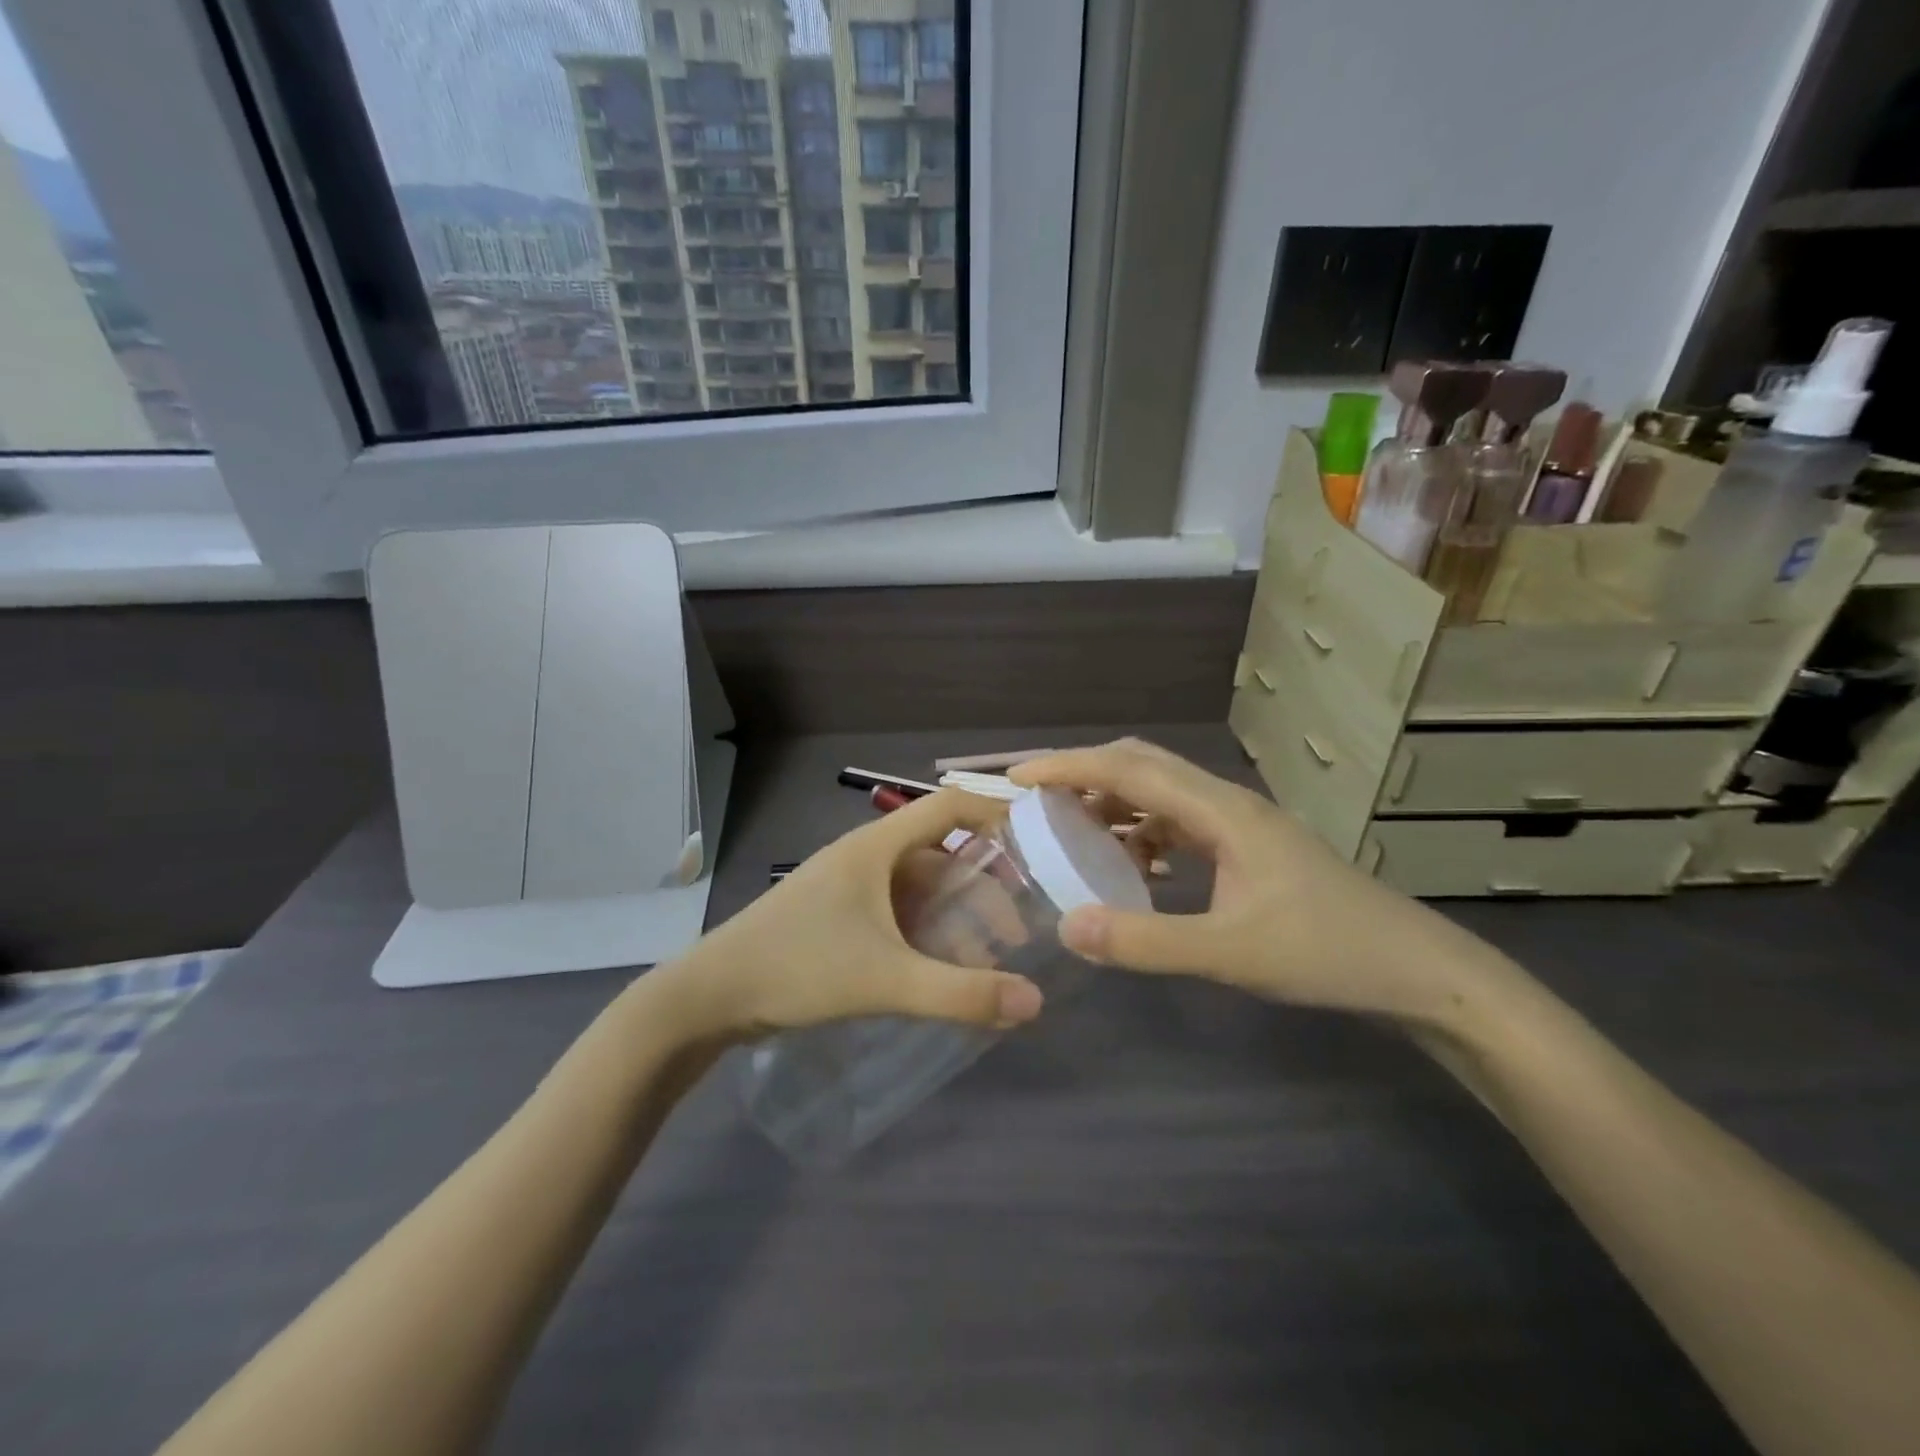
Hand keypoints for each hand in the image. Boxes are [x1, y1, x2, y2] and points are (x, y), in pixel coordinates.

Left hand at [661, 789, 1046, 1041]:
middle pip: (941, 853)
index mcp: (877, 846)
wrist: (709, 997)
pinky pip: (897, 912)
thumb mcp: (885, 980)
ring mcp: (849, 886)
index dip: (995, 816)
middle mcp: (866, 856)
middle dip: (983, 886)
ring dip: (955, 915)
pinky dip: (926, 933)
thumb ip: (960, 993)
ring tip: (987, 959)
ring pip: (919, 888)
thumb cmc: (798, 967)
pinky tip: (941, 971)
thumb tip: (1034, 1003)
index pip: (950, 806)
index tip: (1038, 848)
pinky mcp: (838, 916)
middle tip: (1017, 930)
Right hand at [1011, 739, 1488, 1025]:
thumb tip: (1068, 927)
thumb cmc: (1328, 953)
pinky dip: (1141, 833)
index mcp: (1221, 811)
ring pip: (1159, 792)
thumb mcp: (1231, 954)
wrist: (1416, 970)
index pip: (1129, 768)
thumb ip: (1147, 941)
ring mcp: (1239, 824)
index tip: (1016, 776)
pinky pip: (1178, 823)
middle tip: (1033, 799)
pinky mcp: (1247, 847)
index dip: (1068, 766)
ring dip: (1112, 802)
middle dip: (1082, 774)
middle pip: (1141, 765)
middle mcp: (1226, 803)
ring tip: (1069, 831)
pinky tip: (1131, 867)